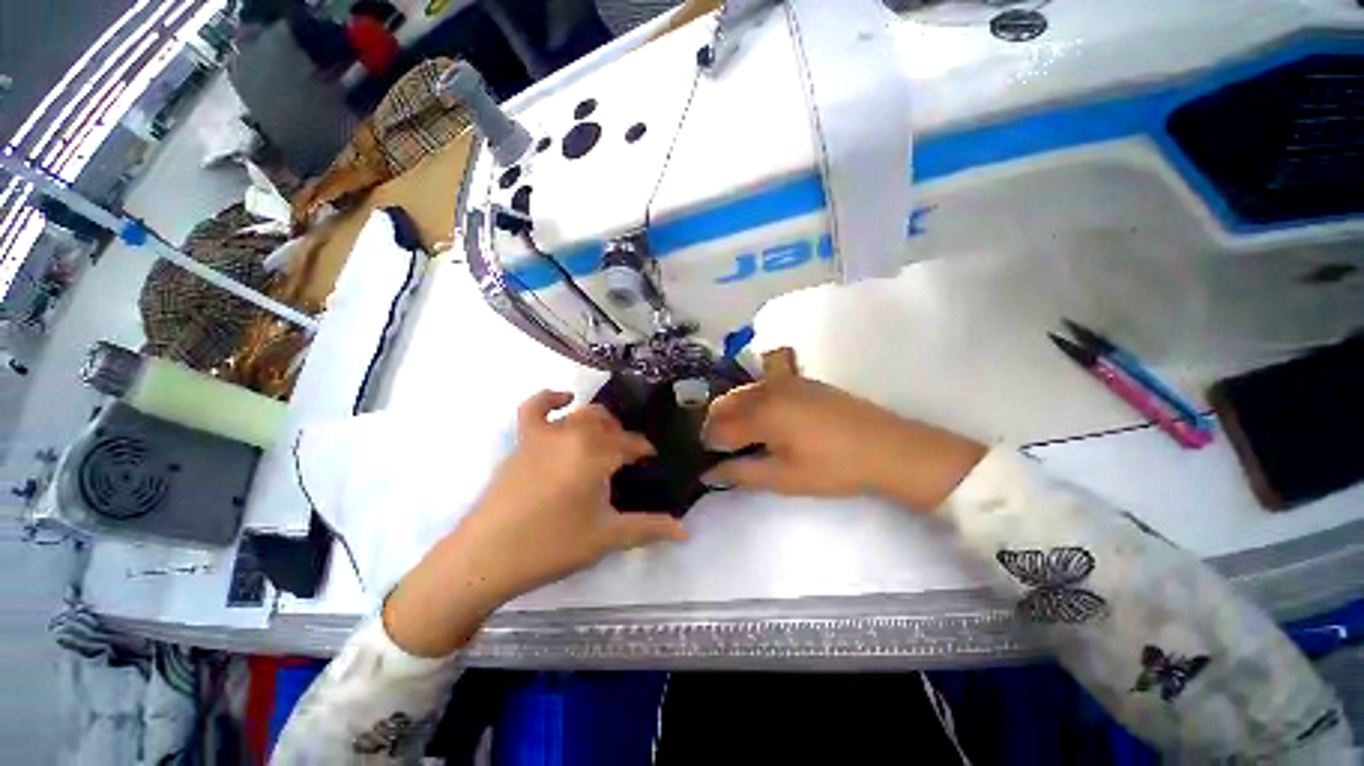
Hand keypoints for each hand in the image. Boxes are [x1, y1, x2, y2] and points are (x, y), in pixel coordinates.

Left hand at [384, 391, 686, 655]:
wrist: (486, 558)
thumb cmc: (552, 545)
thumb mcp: (607, 537)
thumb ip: (649, 528)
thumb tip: (686, 533)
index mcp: (597, 454)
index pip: (630, 444)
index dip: (644, 450)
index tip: (652, 460)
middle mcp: (574, 435)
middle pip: (608, 424)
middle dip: (622, 436)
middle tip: (628, 458)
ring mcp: (545, 435)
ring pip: (581, 415)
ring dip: (598, 422)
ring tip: (604, 439)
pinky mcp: (522, 442)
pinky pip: (535, 408)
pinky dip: (551, 399)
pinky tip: (563, 399)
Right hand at [702, 377, 986, 509]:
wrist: (889, 448)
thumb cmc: (833, 467)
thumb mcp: (784, 478)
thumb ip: (741, 473)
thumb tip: (709, 474)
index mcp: (761, 412)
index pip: (719, 427)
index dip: (708, 444)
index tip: (707, 459)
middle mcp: (767, 389)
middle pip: (726, 403)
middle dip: (715, 425)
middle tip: (721, 450)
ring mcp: (785, 381)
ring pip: (743, 392)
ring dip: (733, 412)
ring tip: (740, 437)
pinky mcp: (801, 381)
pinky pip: (763, 387)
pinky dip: (752, 402)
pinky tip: (764, 421)